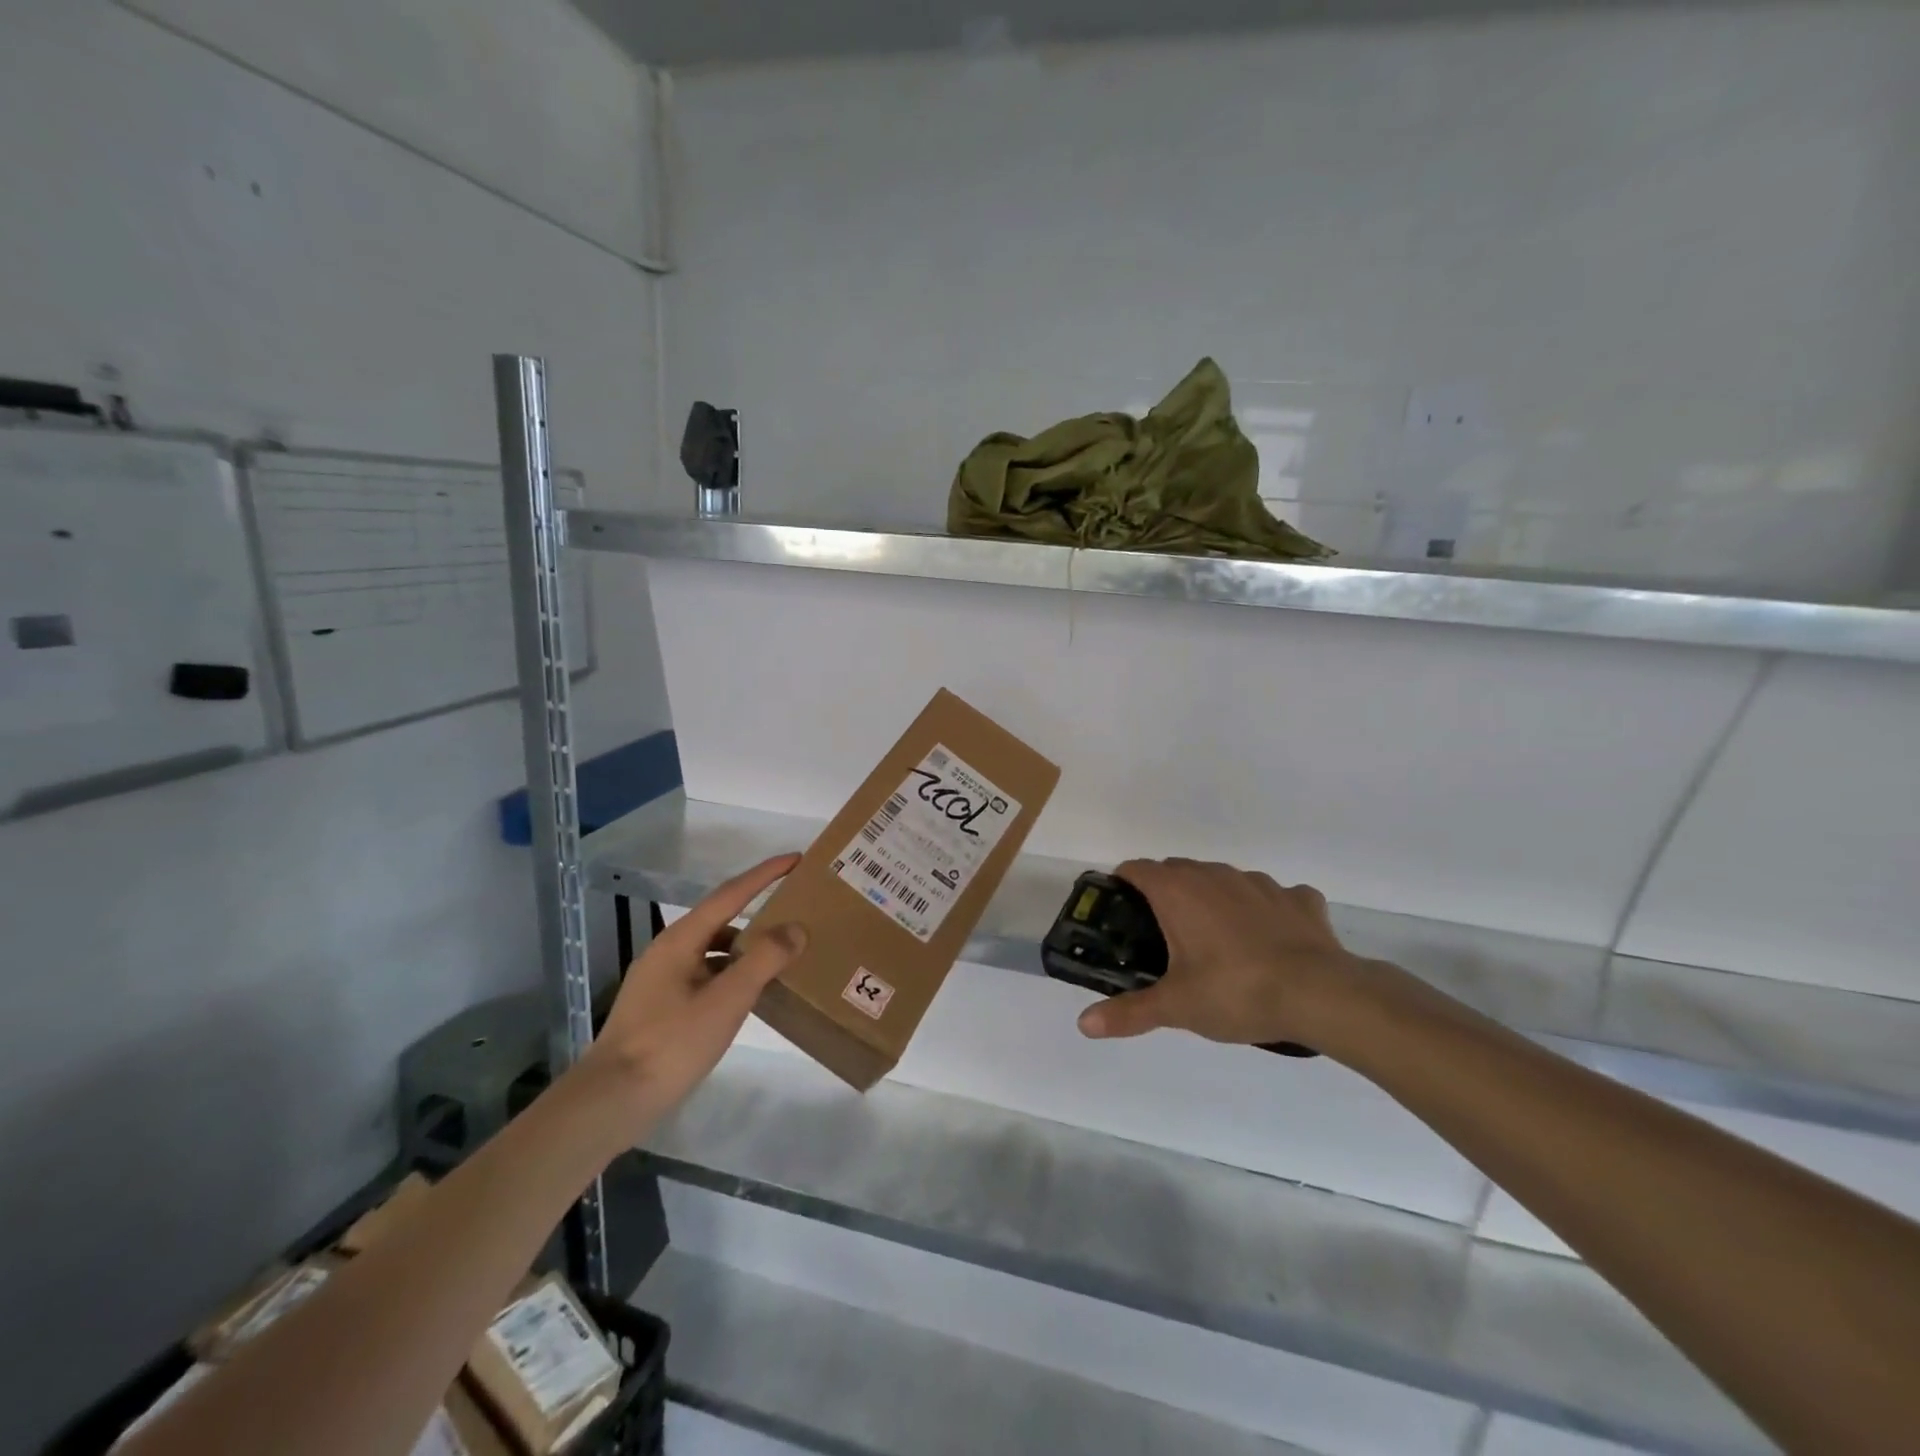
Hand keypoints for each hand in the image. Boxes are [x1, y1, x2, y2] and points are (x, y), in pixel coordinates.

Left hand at [578, 854, 806, 1131]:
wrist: (611, 1101)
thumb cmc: (670, 1044)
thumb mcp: (726, 1001)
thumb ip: (763, 961)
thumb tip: (796, 927)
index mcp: (680, 940)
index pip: (730, 894)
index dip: (764, 874)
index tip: (796, 859)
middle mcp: (668, 951)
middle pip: (721, 918)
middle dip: (758, 908)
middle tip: (796, 908)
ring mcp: (662, 980)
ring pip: (713, 949)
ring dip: (747, 945)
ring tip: (782, 953)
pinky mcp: (661, 1007)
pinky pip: (707, 974)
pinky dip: (732, 973)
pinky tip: (750, 993)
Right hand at [1075, 858, 1382, 1049]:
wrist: (1321, 994)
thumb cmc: (1236, 992)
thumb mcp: (1176, 1007)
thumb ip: (1129, 1012)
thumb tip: (1083, 1024)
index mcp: (1178, 891)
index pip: (1136, 869)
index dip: (1123, 884)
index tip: (1120, 910)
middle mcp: (1214, 875)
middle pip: (1177, 870)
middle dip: (1164, 893)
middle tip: (1162, 936)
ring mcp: (1259, 882)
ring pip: (1222, 879)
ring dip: (1212, 898)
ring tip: (1215, 940)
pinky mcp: (1297, 898)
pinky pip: (1273, 895)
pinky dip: (1264, 910)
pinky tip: (1270, 939)